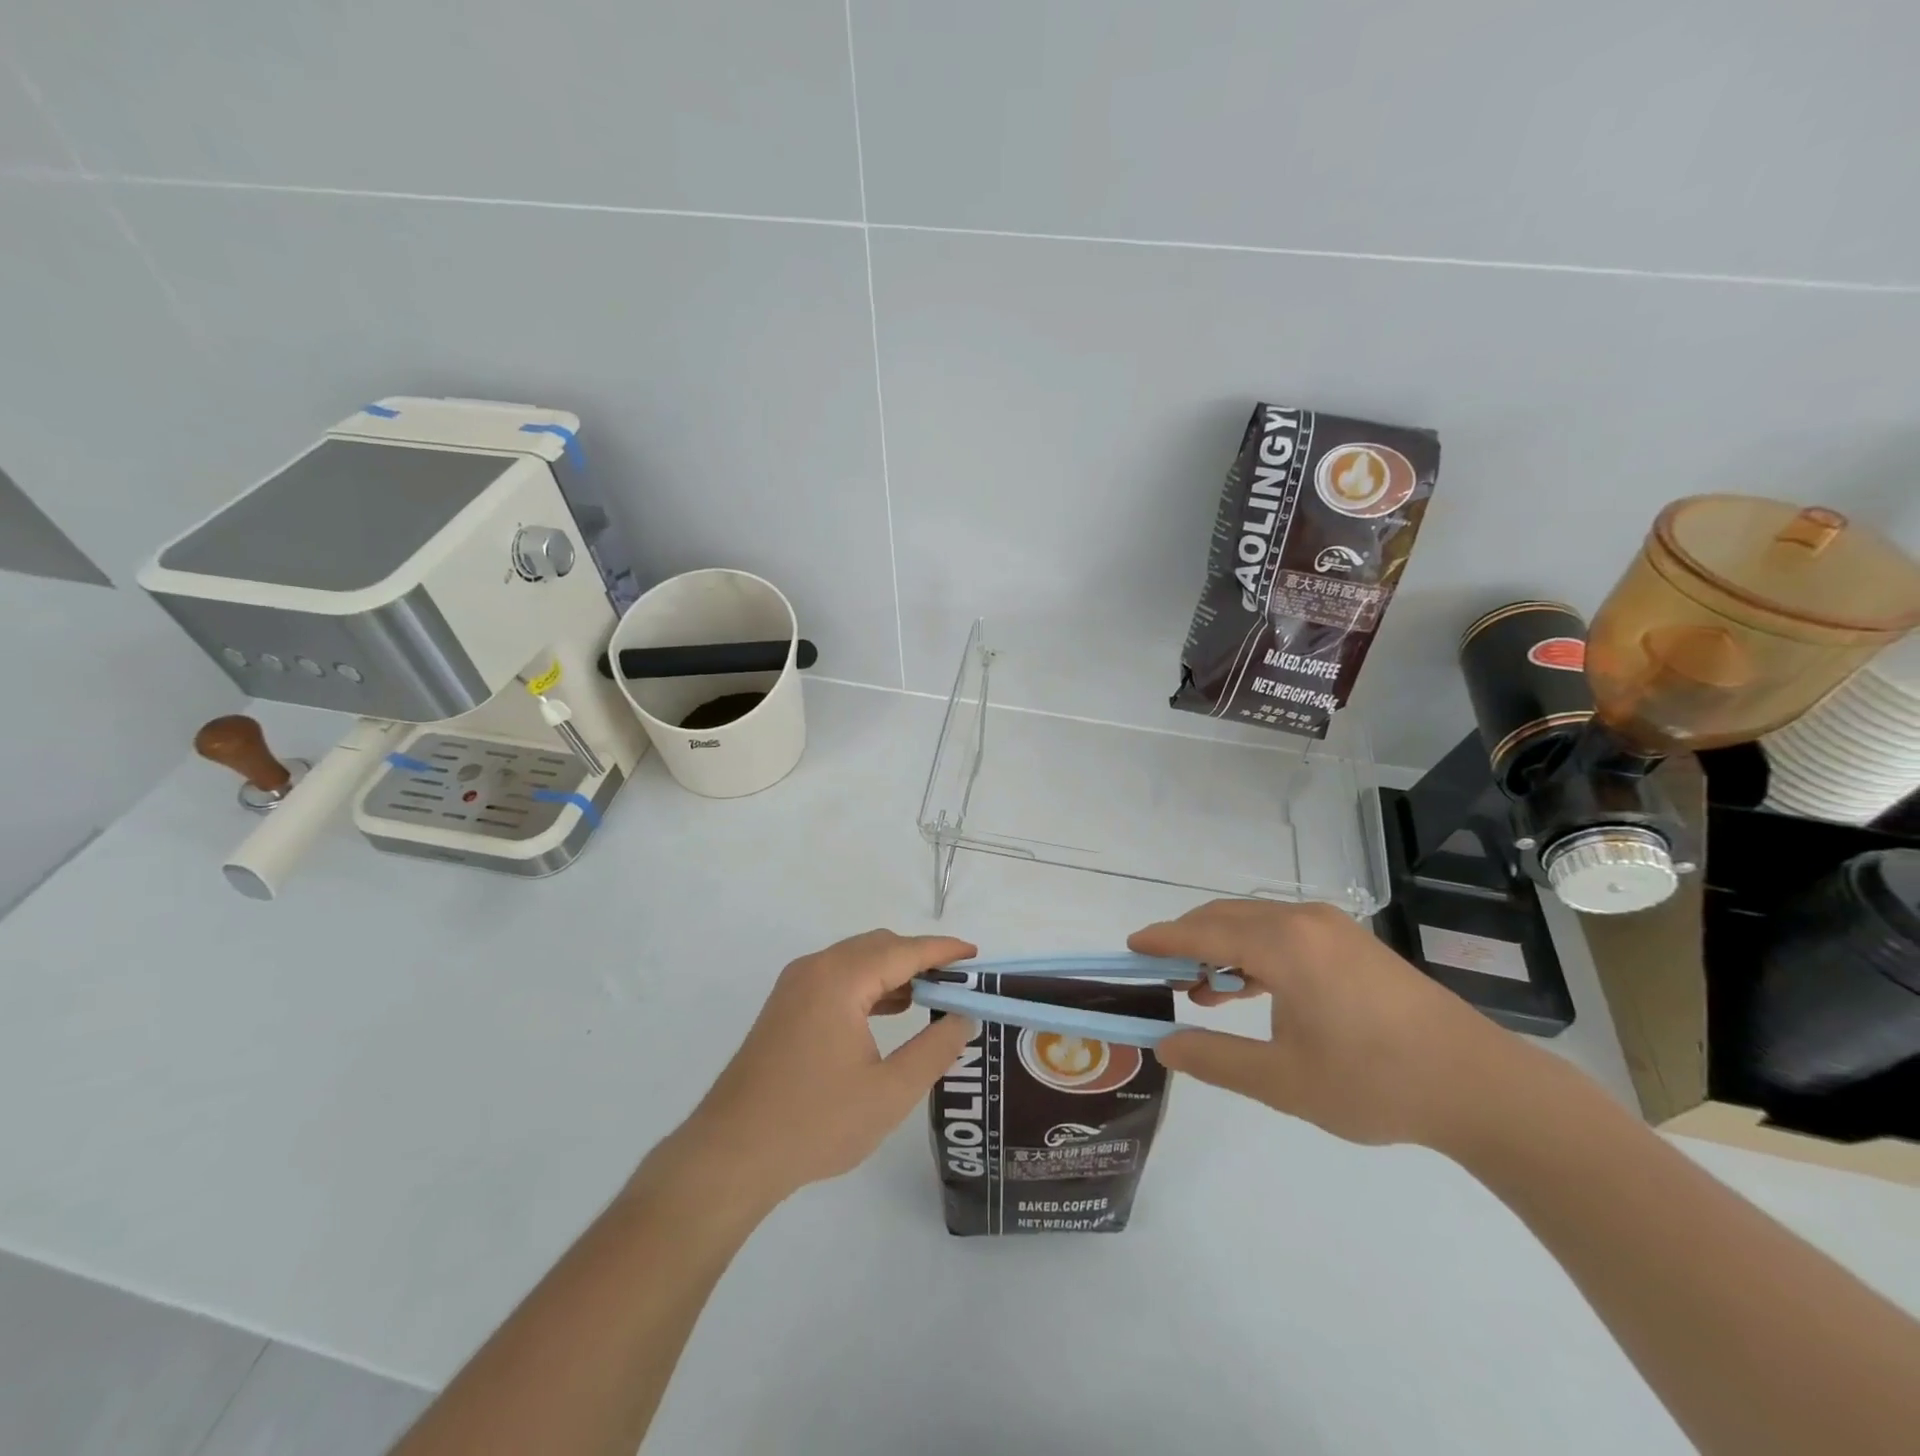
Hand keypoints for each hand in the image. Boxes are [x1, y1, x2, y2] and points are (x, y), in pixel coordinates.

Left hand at [662, 930, 977, 1208]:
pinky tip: (889, 1011)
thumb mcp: (889, 1093)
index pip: (904, 951)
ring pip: (856, 960)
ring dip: (894, 971)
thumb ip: (934, 1050)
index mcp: (840, 979)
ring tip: (931, 997)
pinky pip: (837, 977)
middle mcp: (815, 969)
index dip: (943, 951)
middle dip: (920, 958)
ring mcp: (795, 986)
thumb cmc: (815, 1123)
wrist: (730, 1155)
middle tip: (957, 983)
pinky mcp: (785, 1006)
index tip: (976, 956)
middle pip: (879, 946)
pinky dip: (868, 985)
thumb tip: (962, 1017)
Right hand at [1131, 901, 1523, 1149]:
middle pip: (1225, 918)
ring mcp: (1332, 928)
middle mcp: (1303, 921)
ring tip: (1200, 989)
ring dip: (1221, 947)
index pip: (1203, 932)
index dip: (1162, 939)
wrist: (1479, 1087)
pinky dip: (1254, 952)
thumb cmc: (1374, 1082)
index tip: (1129, 947)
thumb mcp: (1282, 1081)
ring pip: (1255, 923)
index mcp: (1284, 944)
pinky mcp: (1352, 943)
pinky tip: (1248, 989)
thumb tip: (1164, 1045)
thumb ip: (1214, 1059)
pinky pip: (1284, 933)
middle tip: (1158, 973)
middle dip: (1187, 941)